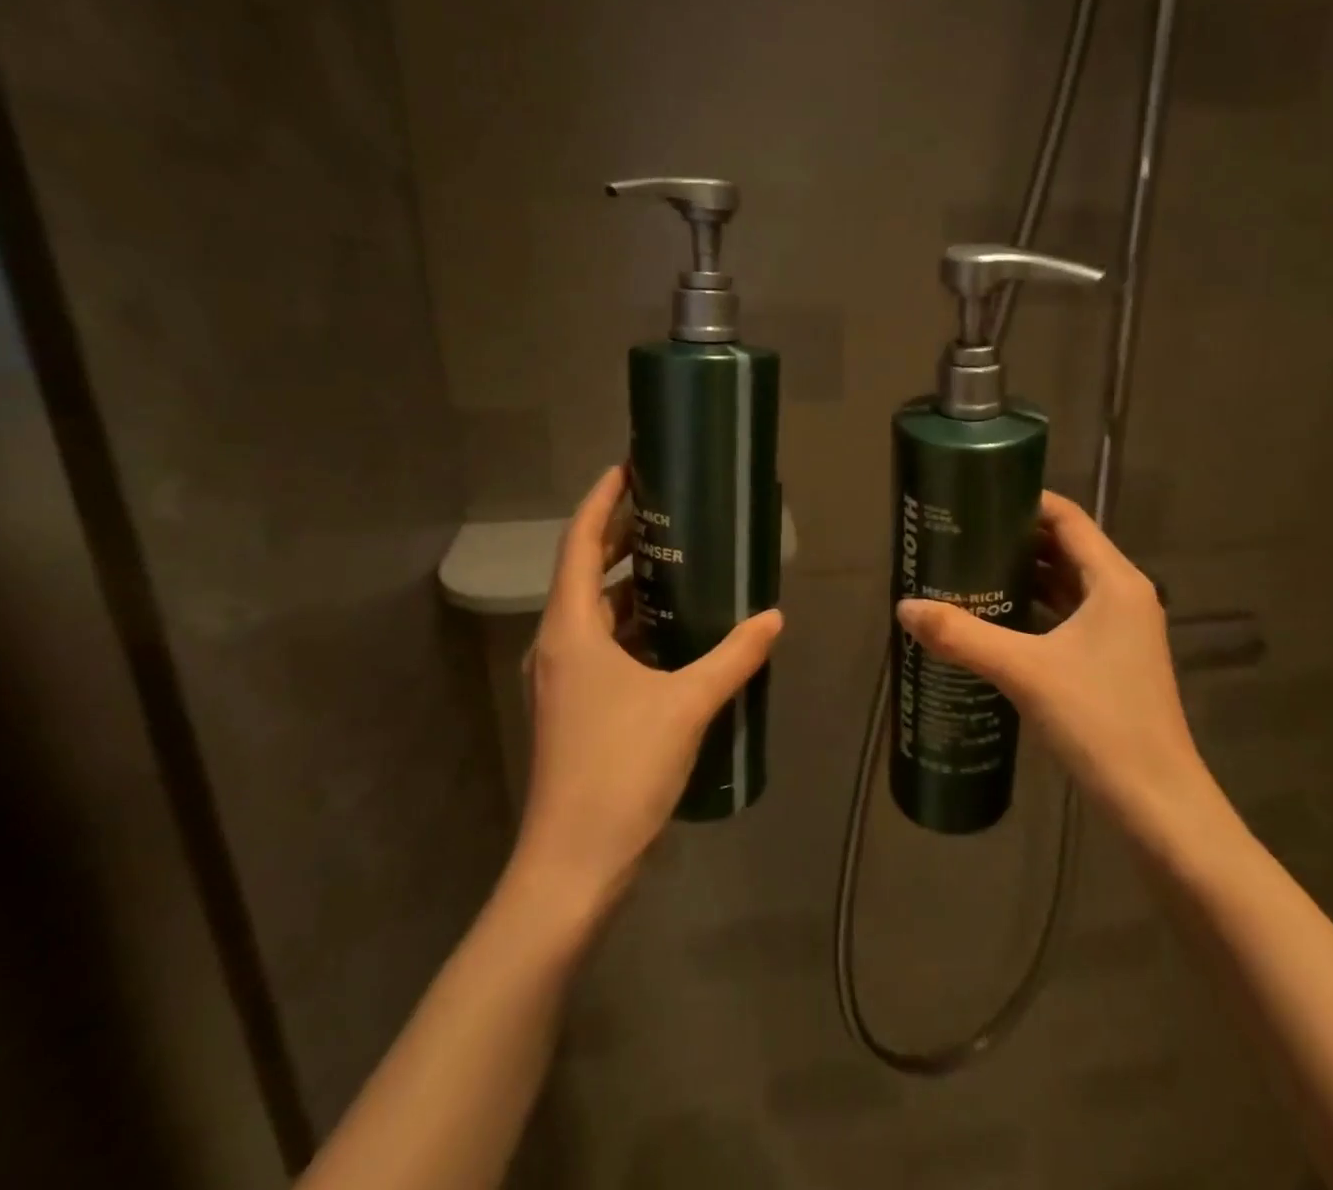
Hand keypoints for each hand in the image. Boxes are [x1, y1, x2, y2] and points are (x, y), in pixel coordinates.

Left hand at [509, 465, 782, 915]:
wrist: (572, 864)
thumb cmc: (620, 769)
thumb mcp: (686, 704)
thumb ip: (733, 656)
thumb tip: (774, 618)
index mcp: (571, 629)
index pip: (579, 543)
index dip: (601, 501)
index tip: (627, 468)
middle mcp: (558, 645)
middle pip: (583, 572)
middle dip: (618, 536)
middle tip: (665, 509)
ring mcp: (563, 679)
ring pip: (593, 611)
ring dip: (626, 583)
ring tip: (675, 561)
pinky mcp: (575, 707)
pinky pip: (602, 645)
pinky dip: (631, 625)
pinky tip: (672, 630)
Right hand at [894, 491, 1210, 834]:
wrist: (1157, 804)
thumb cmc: (1100, 722)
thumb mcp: (1025, 672)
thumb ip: (963, 636)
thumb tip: (905, 607)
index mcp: (1114, 581)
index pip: (1068, 517)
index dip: (1024, 501)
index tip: (977, 498)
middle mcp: (1123, 596)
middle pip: (1065, 548)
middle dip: (1015, 539)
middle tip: (962, 536)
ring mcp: (1121, 631)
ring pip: (1066, 585)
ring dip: (1024, 575)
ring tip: (969, 571)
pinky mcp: (1112, 661)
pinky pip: (1068, 617)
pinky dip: (1034, 610)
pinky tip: (996, 621)